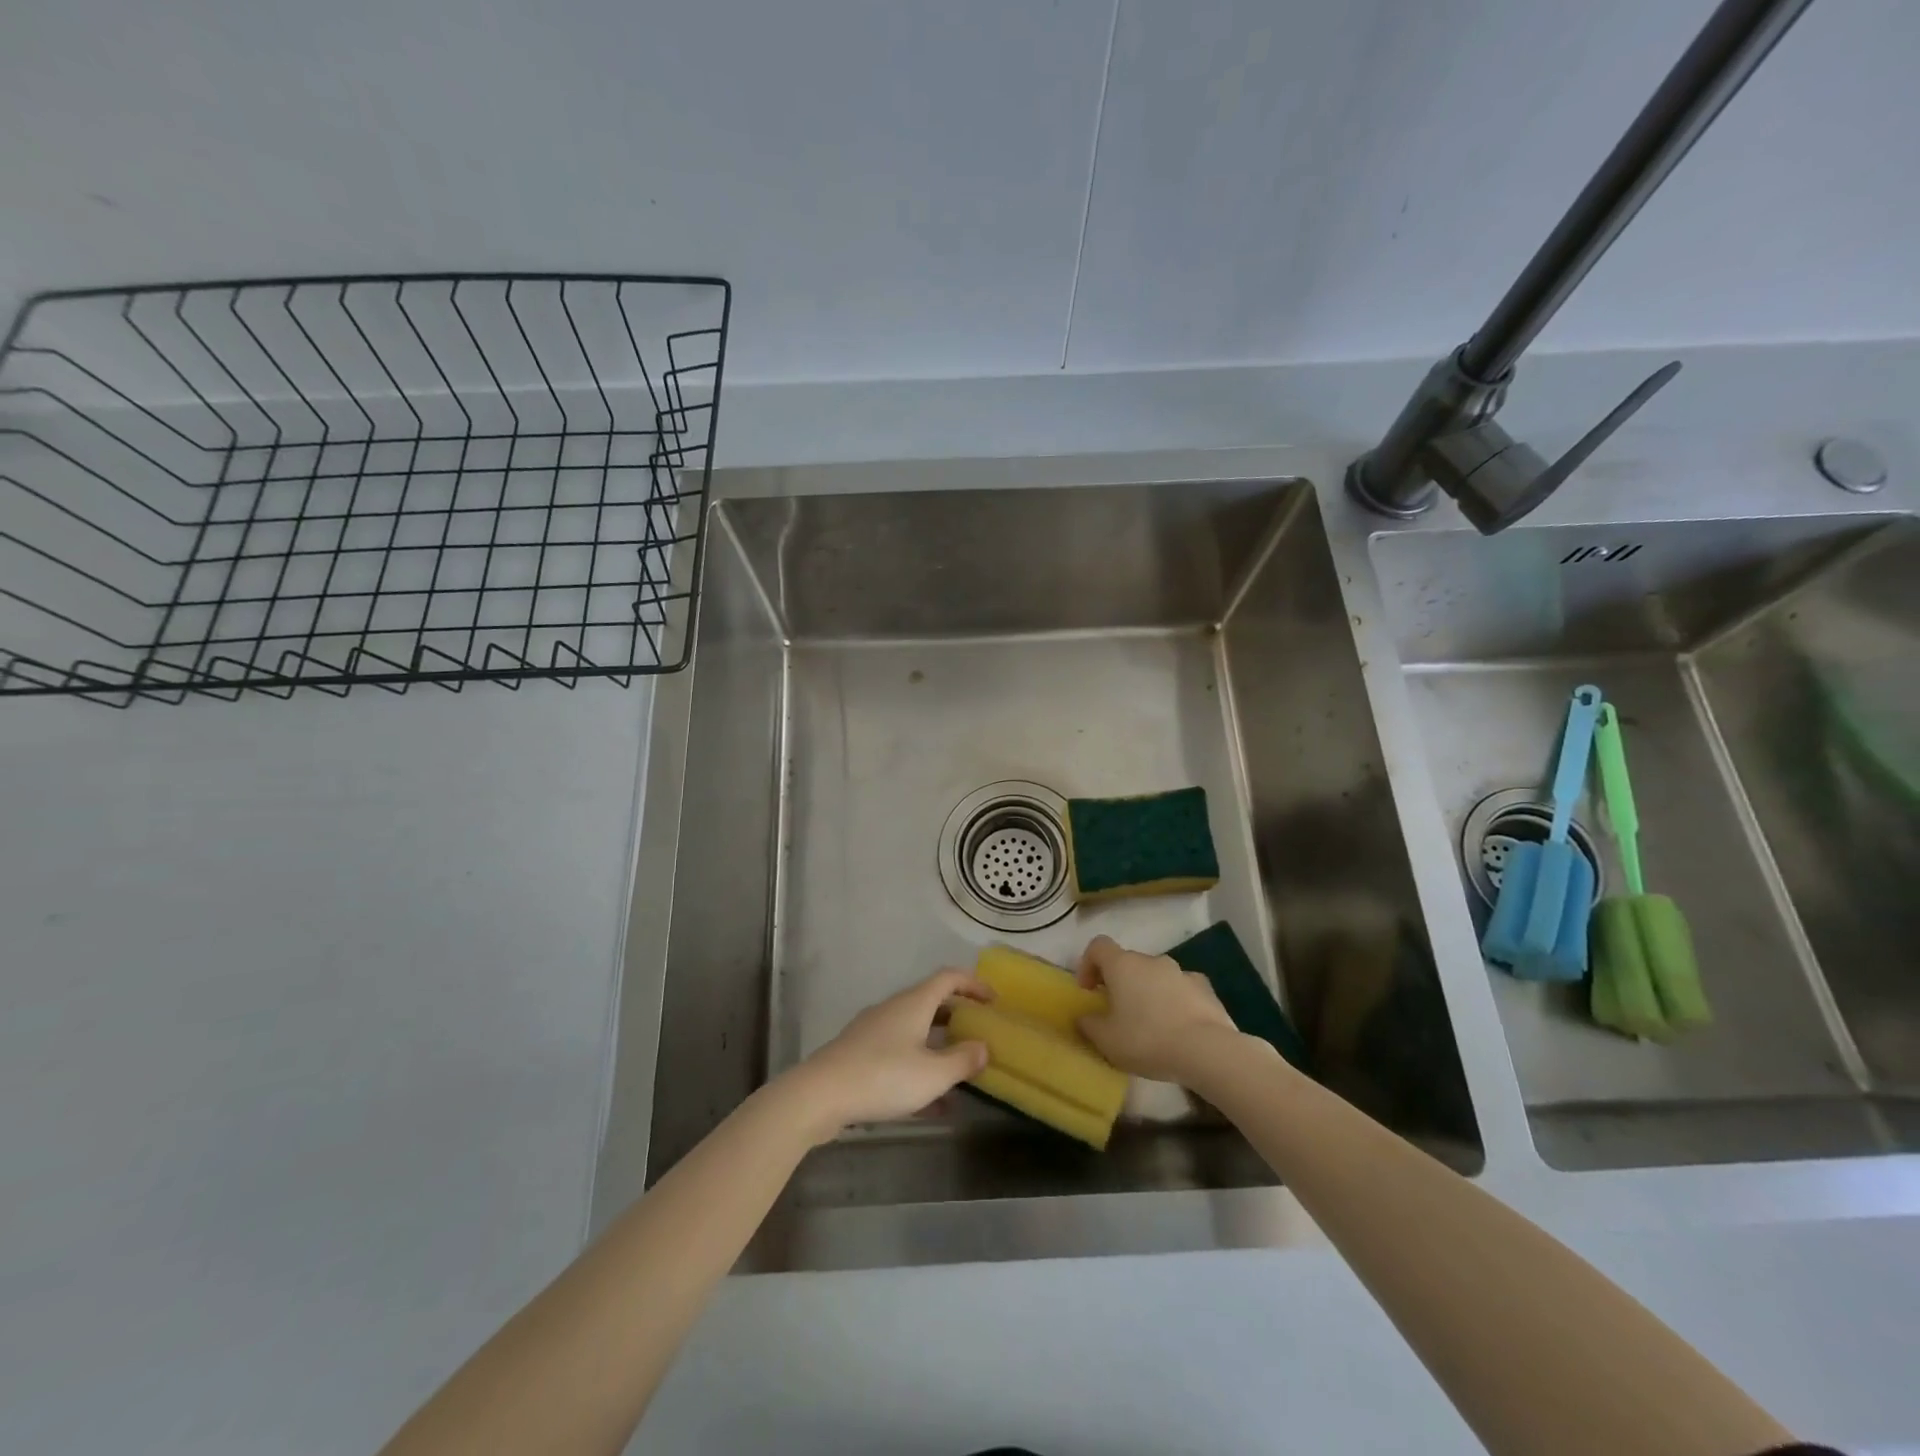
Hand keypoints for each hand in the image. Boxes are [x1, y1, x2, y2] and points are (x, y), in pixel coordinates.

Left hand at [783, 969, 991, 1141]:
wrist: (820, 1094)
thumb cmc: (882, 1076)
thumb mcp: (932, 1075)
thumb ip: (962, 1060)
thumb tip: (983, 1046)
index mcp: (914, 1003)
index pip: (949, 978)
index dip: (974, 984)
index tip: (993, 1000)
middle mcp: (894, 1009)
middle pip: (931, 1002)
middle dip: (957, 1016)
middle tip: (979, 1033)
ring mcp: (874, 1031)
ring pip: (914, 1030)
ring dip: (938, 1045)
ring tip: (959, 1071)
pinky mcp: (859, 1054)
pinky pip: (898, 1053)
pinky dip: (918, 1067)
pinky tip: (930, 1104)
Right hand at [1074, 934, 1238, 1083]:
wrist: (1207, 1050)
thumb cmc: (1147, 1040)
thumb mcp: (1106, 1041)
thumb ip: (1089, 1025)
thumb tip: (1084, 1017)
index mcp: (1123, 965)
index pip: (1098, 946)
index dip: (1088, 963)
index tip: (1088, 990)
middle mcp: (1151, 960)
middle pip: (1128, 962)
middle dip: (1120, 983)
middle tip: (1118, 1014)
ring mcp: (1181, 972)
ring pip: (1156, 976)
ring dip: (1148, 992)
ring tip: (1151, 1025)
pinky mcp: (1205, 988)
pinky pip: (1181, 989)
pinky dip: (1175, 1001)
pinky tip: (1179, 1027)